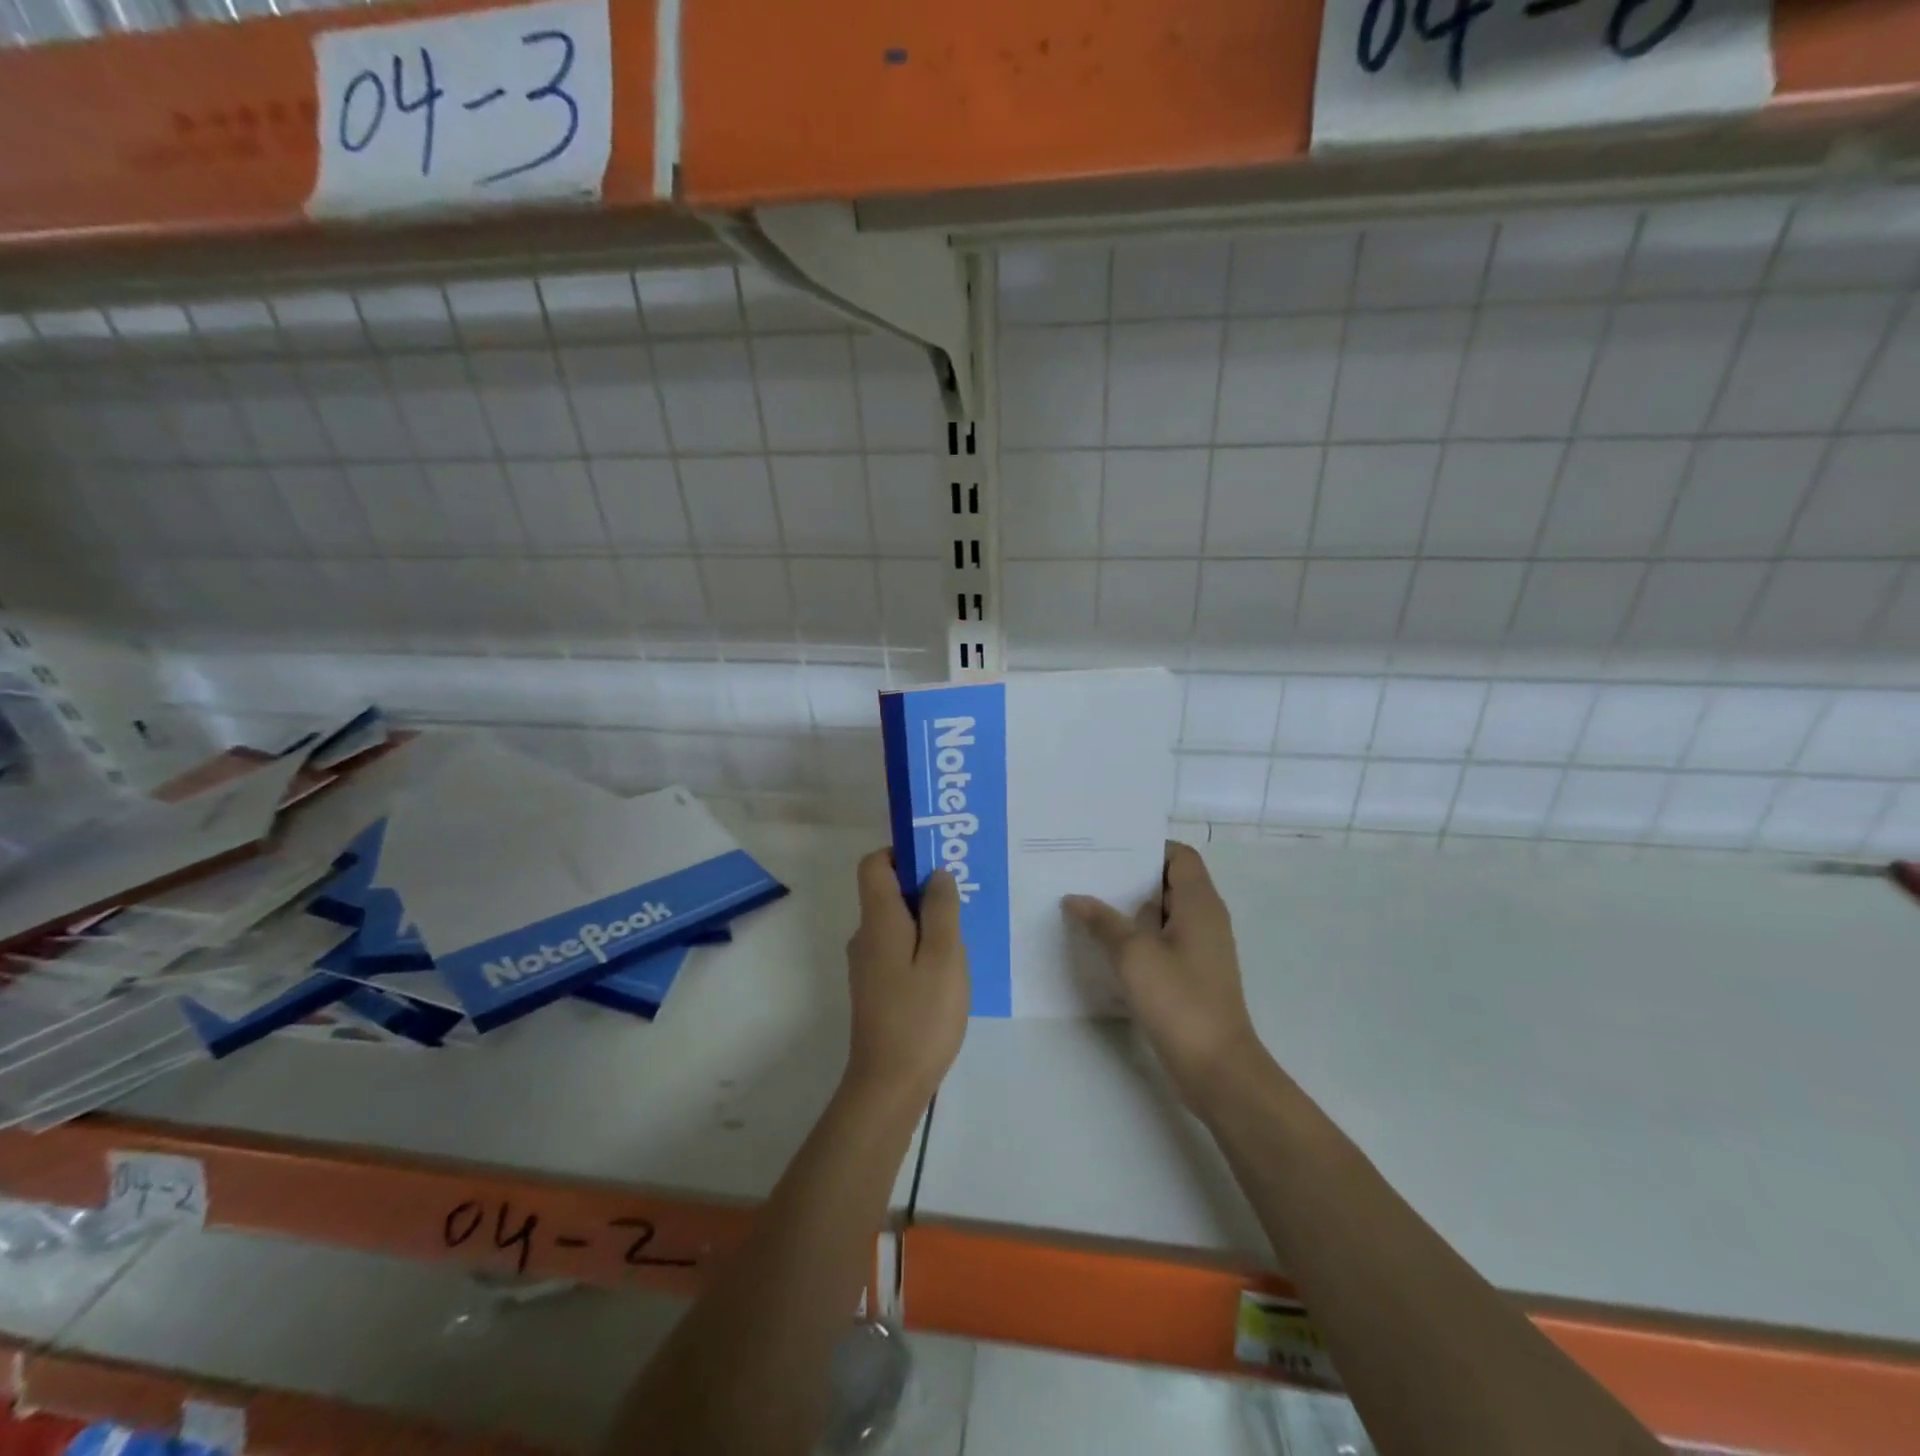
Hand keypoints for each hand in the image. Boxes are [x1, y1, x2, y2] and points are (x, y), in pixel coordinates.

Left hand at [843, 849, 970, 1103]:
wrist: (889, 1084)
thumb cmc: (921, 1015)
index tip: (936, 862)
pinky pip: (896, 948)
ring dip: (925, 919)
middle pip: (886, 891)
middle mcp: (865, 936)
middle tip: (962, 898)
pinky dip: (919, 944)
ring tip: (962, 934)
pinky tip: (947, 968)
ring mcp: (867, 964)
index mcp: (878, 921)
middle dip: (922, 886)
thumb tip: (936, 873)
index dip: (901, 853)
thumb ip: (941, 909)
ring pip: (895, 922)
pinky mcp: (875, 987)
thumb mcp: (944, 956)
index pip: (874, 864)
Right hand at [1064, 842, 1262, 1109]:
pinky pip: (1163, 941)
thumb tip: (1075, 898)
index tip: (1110, 850)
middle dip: (1130, 876)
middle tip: (1088, 873)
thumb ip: (1103, 922)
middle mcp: (1206, 919)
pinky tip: (1104, 944)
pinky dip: (1138, 936)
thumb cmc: (1179, 1000)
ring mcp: (1201, 950)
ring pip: (1163, 914)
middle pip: (1169, 882)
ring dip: (1131, 909)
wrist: (1217, 1068)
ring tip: (1088, 904)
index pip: (1180, 856)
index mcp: (1200, 904)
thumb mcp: (1134, 955)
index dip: (1149, 848)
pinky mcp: (1192, 975)